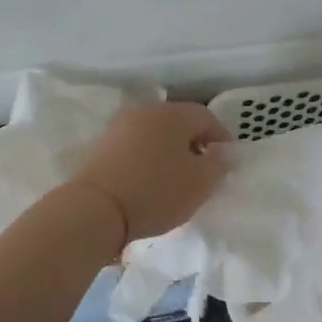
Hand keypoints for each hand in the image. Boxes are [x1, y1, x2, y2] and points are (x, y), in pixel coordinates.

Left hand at [71, 102, 231, 244]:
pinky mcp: (100, 145)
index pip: (206, 116)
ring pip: (154, 133)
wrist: (95, 209)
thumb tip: (219, 153)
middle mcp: (145, 111)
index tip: (225, 161)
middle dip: (193, 143)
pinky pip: (134, 146)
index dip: (221, 138)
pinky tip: (148, 181)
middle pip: (178, 122)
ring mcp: (118, 126)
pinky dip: (146, 158)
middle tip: (202, 170)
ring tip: (174, 178)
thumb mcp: (200, 183)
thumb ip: (218, 164)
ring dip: (168, 151)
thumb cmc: (156, 192)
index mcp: (172, 114)